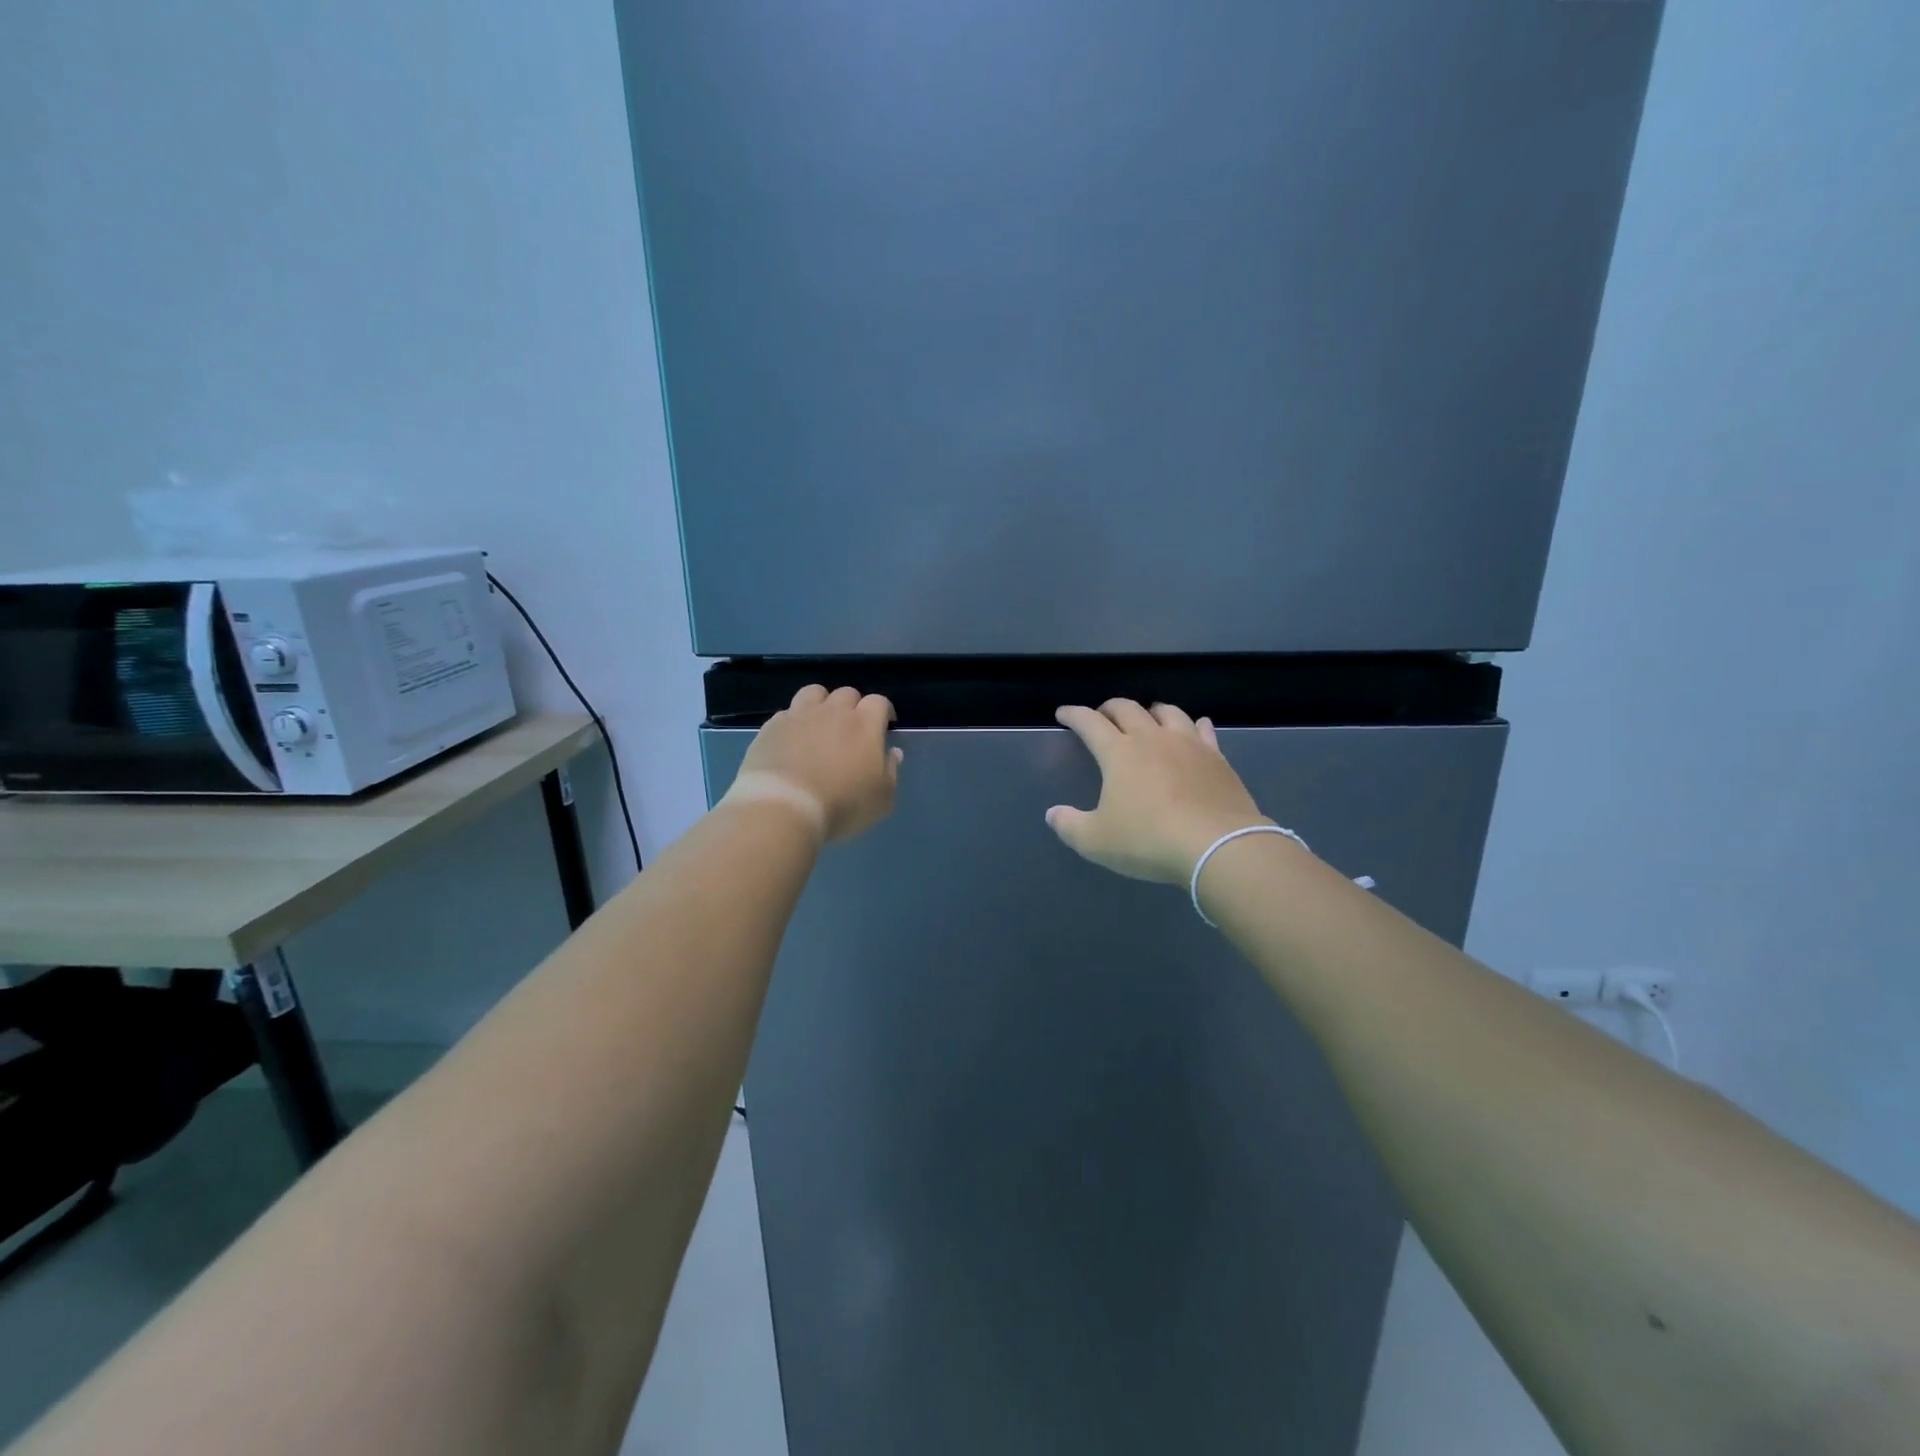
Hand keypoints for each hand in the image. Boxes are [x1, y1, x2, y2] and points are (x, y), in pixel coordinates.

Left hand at [726, 685, 902, 843]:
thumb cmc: (842, 805)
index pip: (879, 702)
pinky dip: (794, 722)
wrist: (784, 807)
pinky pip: (787, 713)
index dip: (884, 712)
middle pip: (847, 693)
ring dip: (821, 704)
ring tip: (820, 724)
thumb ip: (890, 771)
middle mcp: (833, 711)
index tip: (885, 725)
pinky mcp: (772, 726)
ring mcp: (800, 715)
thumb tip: (892, 752)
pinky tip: (792, 740)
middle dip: (853, 706)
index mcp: (865, 724)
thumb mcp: (882, 798)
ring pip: (814, 693)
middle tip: (852, 729)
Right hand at [1046, 699, 1271, 884]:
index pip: (1089, 722)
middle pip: (1127, 709)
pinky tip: (1196, 727)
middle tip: (1101, 716)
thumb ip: (1070, 826)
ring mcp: (1188, 744)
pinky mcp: (1216, 757)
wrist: (1218, 845)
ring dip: (1151, 710)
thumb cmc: (1149, 840)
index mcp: (1119, 753)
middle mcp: (1152, 739)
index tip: (1063, 713)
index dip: (1073, 715)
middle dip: (1109, 708)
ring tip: (1146, 717)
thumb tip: (1052, 814)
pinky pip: (1203, 730)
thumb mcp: (1096, 841)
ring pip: (1167, 712)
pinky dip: (1194, 725)